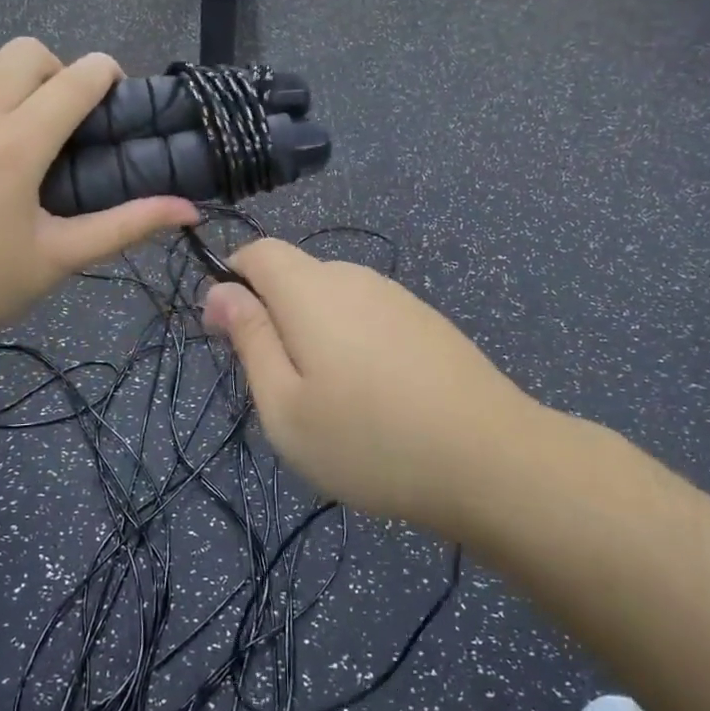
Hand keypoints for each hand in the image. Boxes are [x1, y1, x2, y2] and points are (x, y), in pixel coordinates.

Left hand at [0, 39, 196, 369]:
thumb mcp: (57, 259)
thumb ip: (126, 225)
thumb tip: (189, 210)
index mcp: (15, 144)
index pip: (76, 78)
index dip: (106, 74)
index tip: (114, 94)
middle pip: (28, 52)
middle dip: (58, 73)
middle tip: (62, 122)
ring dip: (11, 77)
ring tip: (14, 126)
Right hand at [202, 239, 545, 535]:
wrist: (490, 459)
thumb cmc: (369, 440)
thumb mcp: (285, 406)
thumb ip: (249, 340)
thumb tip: (219, 290)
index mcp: (311, 290)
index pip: (258, 251)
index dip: (233, 281)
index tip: (230, 336)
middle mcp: (354, 277)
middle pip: (296, 276)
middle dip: (274, 317)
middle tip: (284, 389)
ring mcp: (397, 297)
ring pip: (334, 300)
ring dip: (316, 335)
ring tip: (334, 403)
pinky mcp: (426, 320)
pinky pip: (369, 317)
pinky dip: (354, 344)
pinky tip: (378, 398)